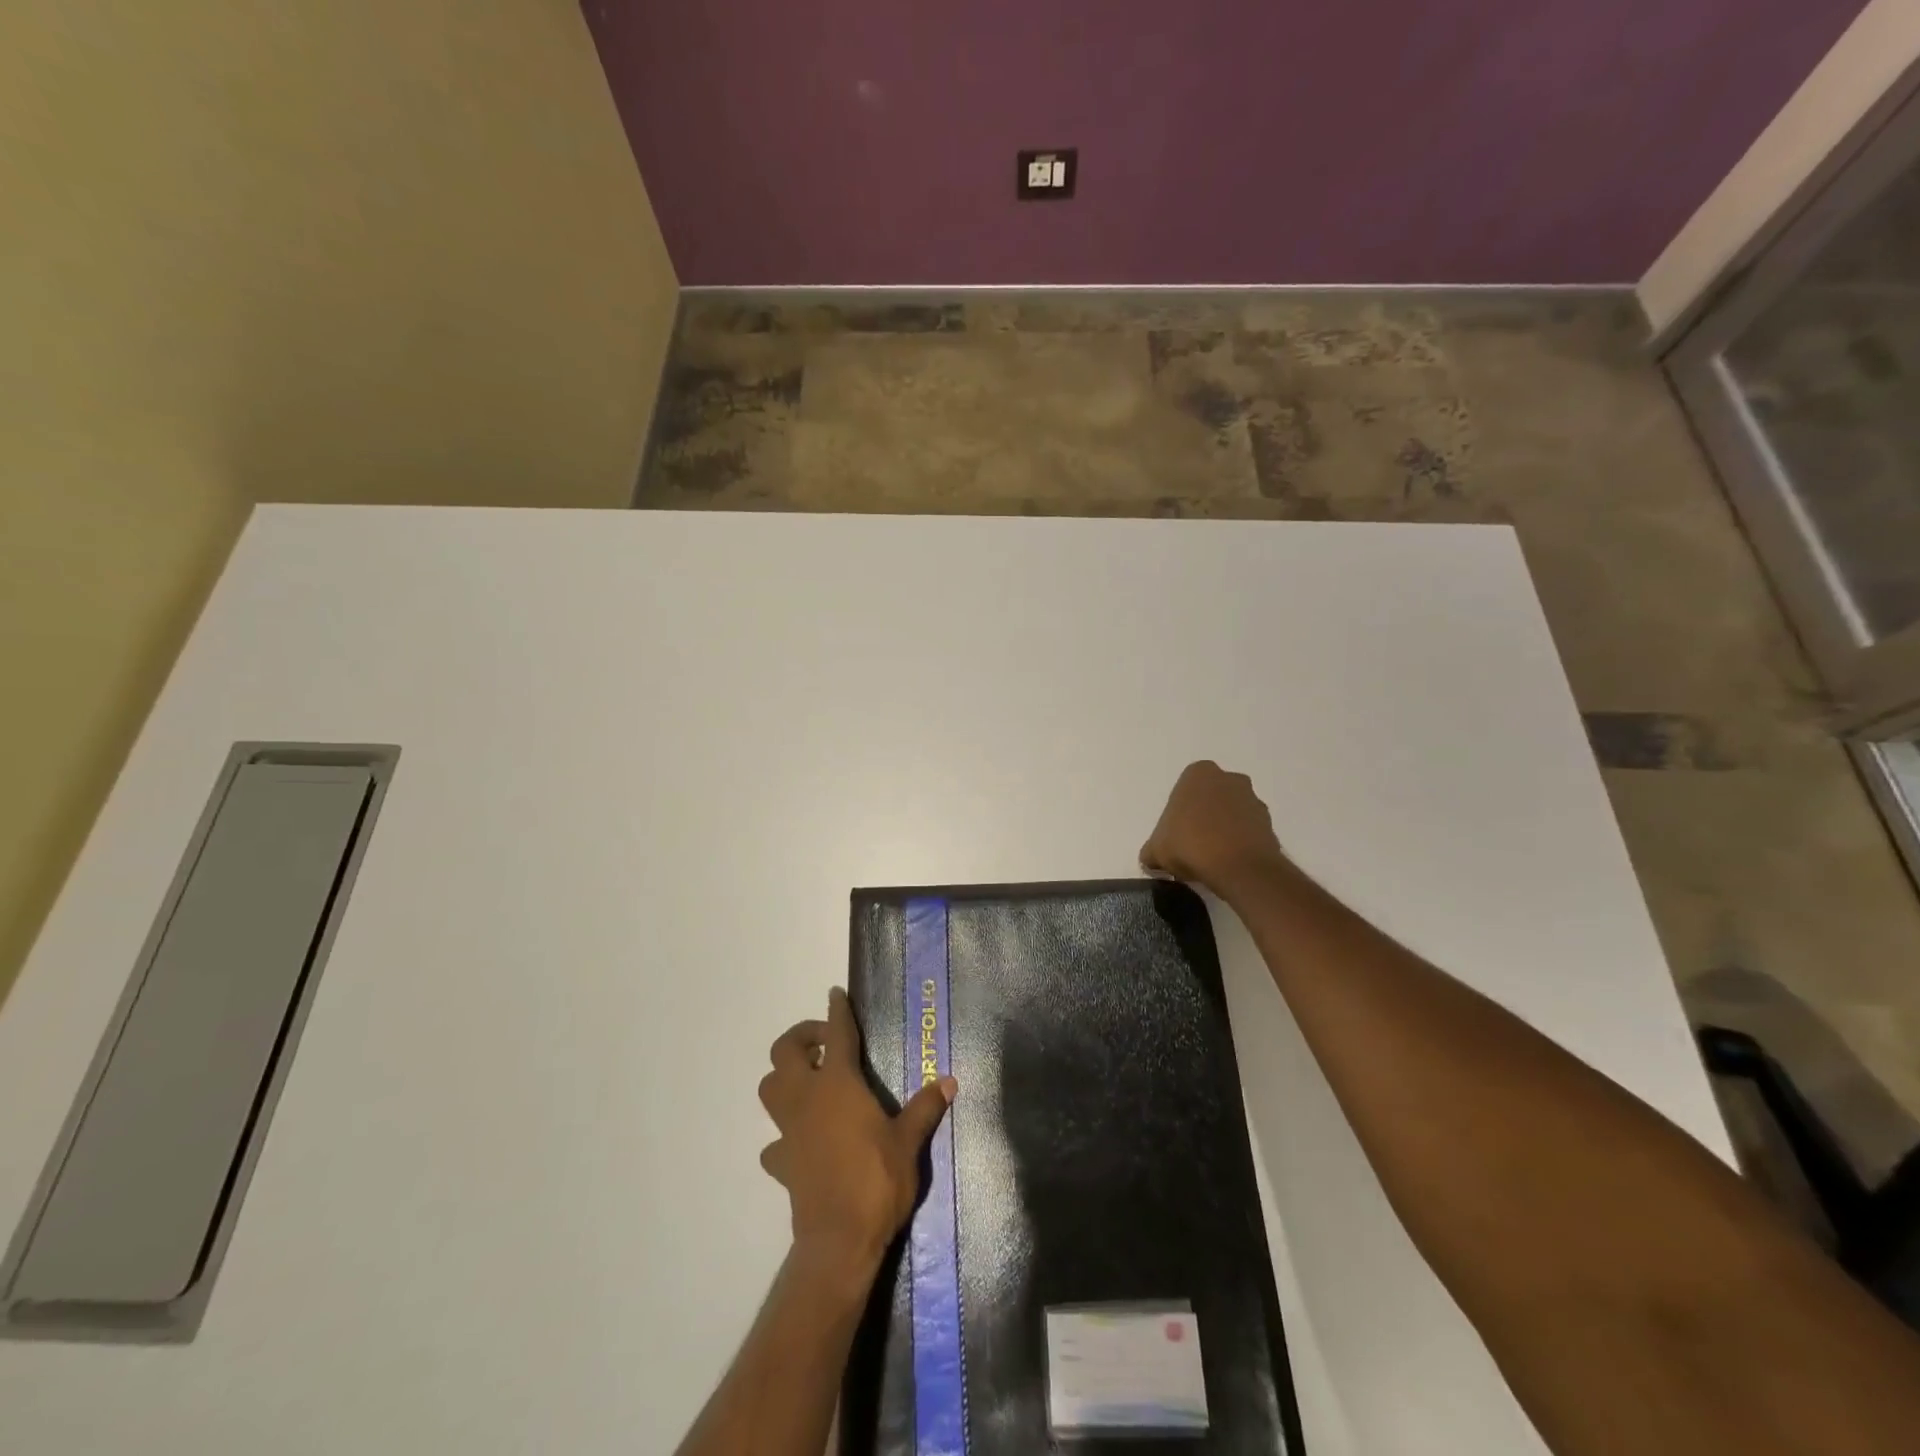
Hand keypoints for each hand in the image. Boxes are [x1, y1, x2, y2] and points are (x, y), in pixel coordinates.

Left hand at [758, 988, 956, 1273]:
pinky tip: (804, 1140)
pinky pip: (775, 1140)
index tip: (836, 993)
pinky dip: (785, 1134)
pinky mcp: (782, 1162)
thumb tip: (949, 1082)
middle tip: (825, 1044)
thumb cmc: (876, 1181)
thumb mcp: (909, 1142)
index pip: (836, 1034)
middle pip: (784, 1052)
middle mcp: (807, 1098)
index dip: (837, 1011)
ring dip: (785, 1077)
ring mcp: (789, 1130)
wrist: (839, 1241)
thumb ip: (925, 1108)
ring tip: (812, 1082)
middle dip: (802, 1037)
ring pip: (770, 1089)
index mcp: (838, 1084)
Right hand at [1140, 760, 1287, 896]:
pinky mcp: (1270, 824)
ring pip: (1231, 814)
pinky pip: (1248, 831)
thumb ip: (1151, 851)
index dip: (1177, 815)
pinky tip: (1228, 863)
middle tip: (1191, 845)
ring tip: (1211, 858)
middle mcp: (1229, 779)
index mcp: (1198, 774)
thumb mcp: (1156, 850)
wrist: (1239, 868)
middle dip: (1202, 817)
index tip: (1175, 836)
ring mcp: (1253, 800)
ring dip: (1222, 829)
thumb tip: (1151, 859)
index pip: (1183, 790)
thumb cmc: (1191, 845)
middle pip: (1210, 799)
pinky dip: (1239, 843)